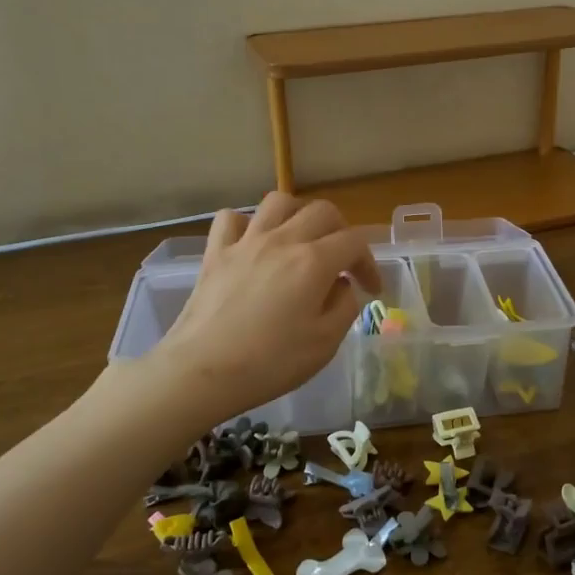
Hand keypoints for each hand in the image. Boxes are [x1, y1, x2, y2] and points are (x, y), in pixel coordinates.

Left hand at [153, 194, 381, 423]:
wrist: (203, 371)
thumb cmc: (270, 362)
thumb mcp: (325, 344)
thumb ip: (344, 307)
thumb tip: (341, 286)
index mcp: (314, 262)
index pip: (354, 242)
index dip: (369, 263)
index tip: (371, 290)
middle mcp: (282, 240)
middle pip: (322, 211)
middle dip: (341, 232)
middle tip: (342, 262)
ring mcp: (245, 242)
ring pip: (279, 203)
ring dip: (298, 216)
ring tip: (301, 240)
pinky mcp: (215, 253)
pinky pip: (232, 219)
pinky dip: (248, 225)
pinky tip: (253, 244)